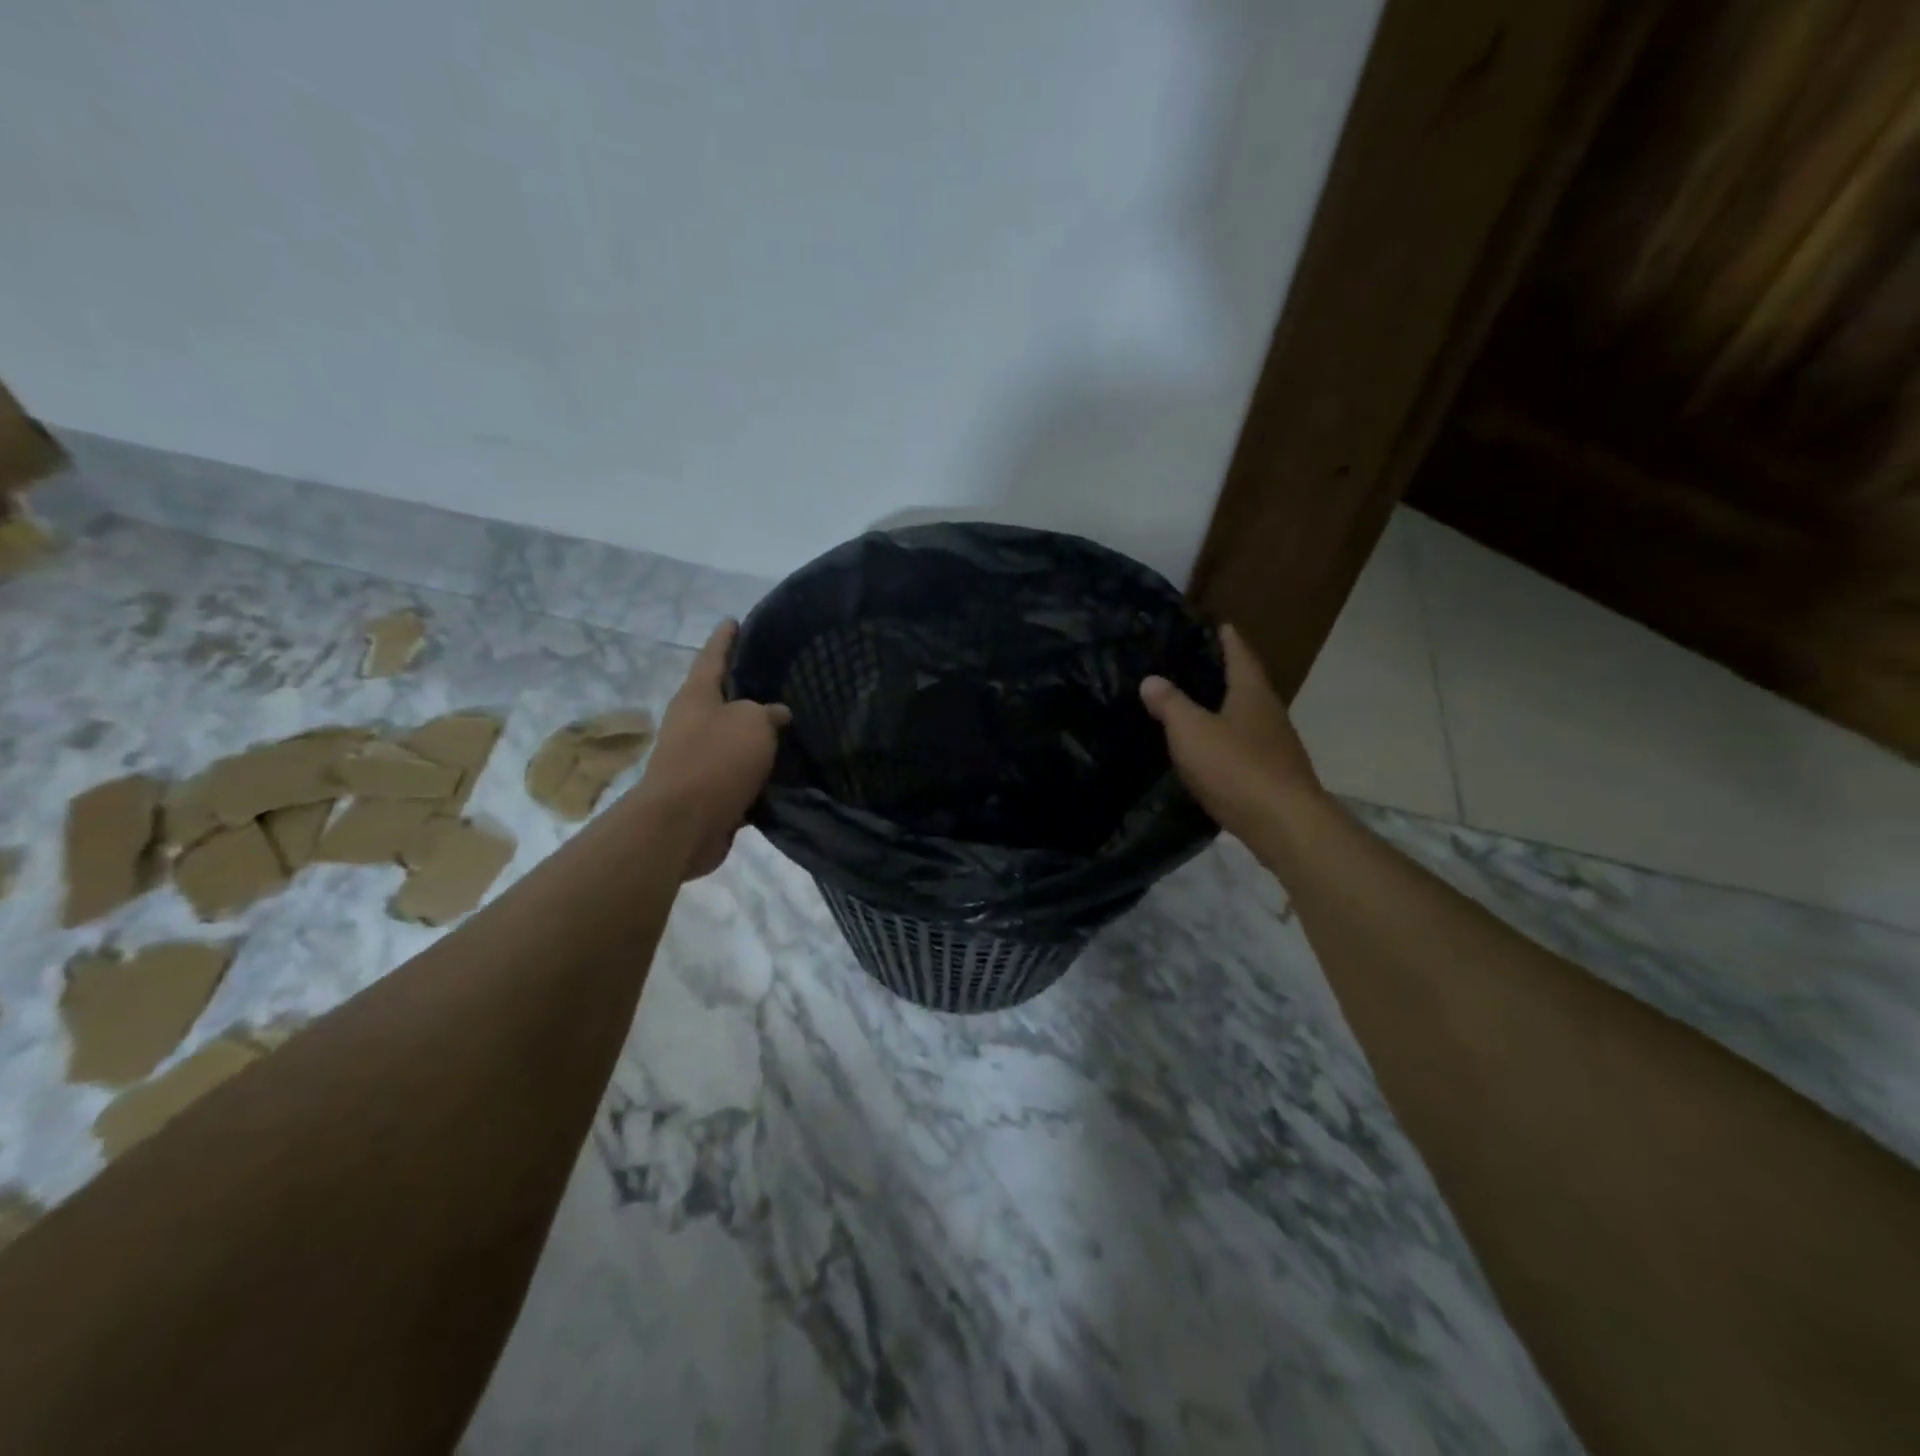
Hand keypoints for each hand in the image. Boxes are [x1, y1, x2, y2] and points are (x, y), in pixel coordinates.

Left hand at [633, 620, 790, 879]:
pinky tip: (785, 772)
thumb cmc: (714, 761)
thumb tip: (775, 715)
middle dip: (745, 691)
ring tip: (790, 729)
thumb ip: (767, 713)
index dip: (725, 638)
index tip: (733, 621)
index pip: (712, 657)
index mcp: (696, 696)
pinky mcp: (707, 793)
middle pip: (721, 700)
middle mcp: (691, 723)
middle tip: (778, 681)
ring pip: (732, 740)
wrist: (682, 825)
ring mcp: (696, 759)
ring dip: (755, 737)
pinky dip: (758, 773)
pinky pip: (738, 775)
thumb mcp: (751, 723)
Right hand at [1140, 623, 1326, 844]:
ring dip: (1225, 709)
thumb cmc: (1236, 767)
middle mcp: (1269, 713)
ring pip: (1247, 717)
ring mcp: (1276, 746)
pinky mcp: (1273, 774)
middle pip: (1247, 685)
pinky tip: (1210, 750)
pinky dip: (1227, 740)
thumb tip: (1151, 679)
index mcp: (1252, 694)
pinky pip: (1246, 746)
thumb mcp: (1192, 731)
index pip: (1240, 655)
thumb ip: (1170, 704)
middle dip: (1225, 673)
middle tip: (1194, 665)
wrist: (1283, 824)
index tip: (1217, 625)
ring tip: (1196, 706)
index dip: (1227, 639)